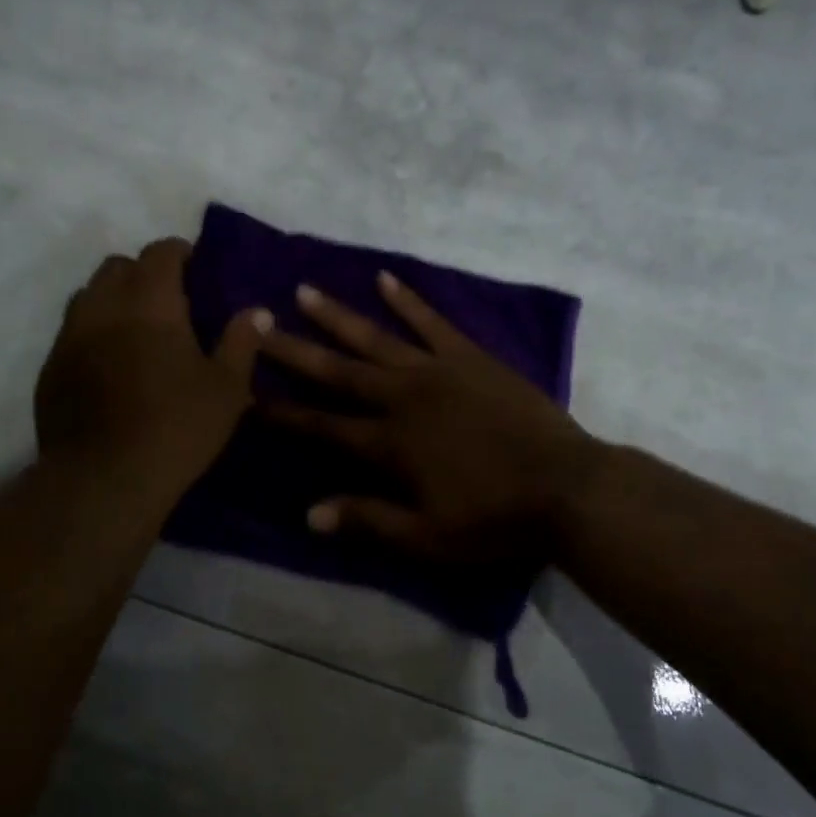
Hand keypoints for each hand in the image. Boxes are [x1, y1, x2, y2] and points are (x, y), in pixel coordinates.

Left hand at [35, 239, 270, 500]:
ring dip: (112, 300)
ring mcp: (69, 337)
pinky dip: (91, 334)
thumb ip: (242, 343)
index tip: (194, 266)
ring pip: (88, 297)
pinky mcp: (50, 369)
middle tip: (167, 301)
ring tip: (134, 329)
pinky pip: (71, 334)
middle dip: (142, 273)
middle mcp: (103, 307)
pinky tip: (108, 366)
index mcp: (149, 302)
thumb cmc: (176, 427)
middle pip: (117, 267)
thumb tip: (258, 312)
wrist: (105, 479)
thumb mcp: (226, 389)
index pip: (160, 253)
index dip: (178, 252)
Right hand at [259, 271, 595, 562]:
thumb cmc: (495, 519)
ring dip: (338, 316)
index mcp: (390, 445)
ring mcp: (438, 371)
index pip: (323, 427)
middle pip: (339, 372)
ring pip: (377, 338)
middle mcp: (404, 398)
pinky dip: (408, 300)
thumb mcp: (427, 537)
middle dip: (295, 351)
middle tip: (258, 326)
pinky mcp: (471, 357)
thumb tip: (309, 514)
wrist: (567, 487)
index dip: (285, 414)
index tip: (248, 394)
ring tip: (305, 291)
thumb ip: (368, 520)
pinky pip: (432, 322)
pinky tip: (385, 279)